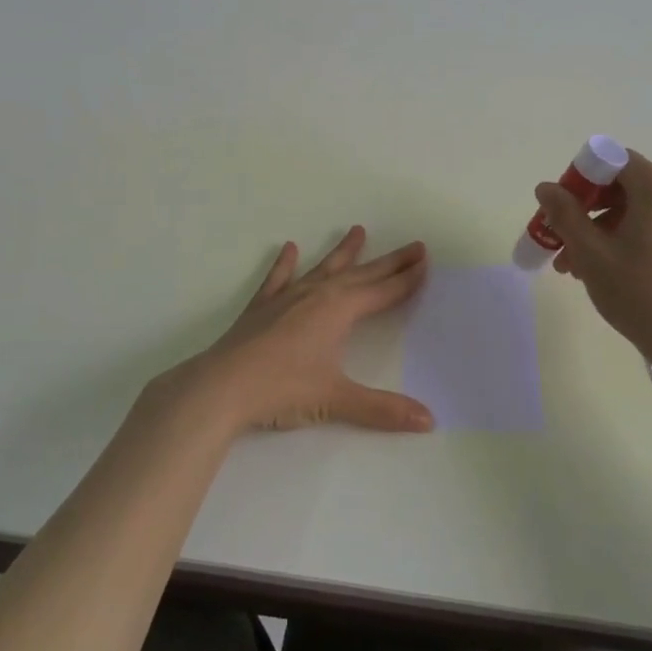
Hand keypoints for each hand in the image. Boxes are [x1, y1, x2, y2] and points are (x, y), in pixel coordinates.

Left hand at [178, 227, 433, 434]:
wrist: (221, 387)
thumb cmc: (282, 390)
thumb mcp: (336, 400)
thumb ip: (383, 409)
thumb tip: (429, 420)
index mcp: (339, 311)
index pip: (382, 291)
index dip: (406, 279)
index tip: (425, 260)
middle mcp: (317, 295)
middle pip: (361, 275)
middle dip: (389, 262)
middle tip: (414, 245)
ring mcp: (287, 298)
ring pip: (323, 268)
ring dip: (343, 252)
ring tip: (358, 230)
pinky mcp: (262, 307)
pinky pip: (278, 278)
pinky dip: (285, 264)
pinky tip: (289, 248)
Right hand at [536, 151, 651, 360]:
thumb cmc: (639, 293)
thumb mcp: (591, 252)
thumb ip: (565, 213)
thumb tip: (546, 187)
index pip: (615, 160)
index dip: (582, 176)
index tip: (560, 205)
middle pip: (624, 187)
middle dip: (586, 210)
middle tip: (559, 237)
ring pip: (635, 213)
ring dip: (600, 230)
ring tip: (573, 266)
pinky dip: (624, 241)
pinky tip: (602, 271)